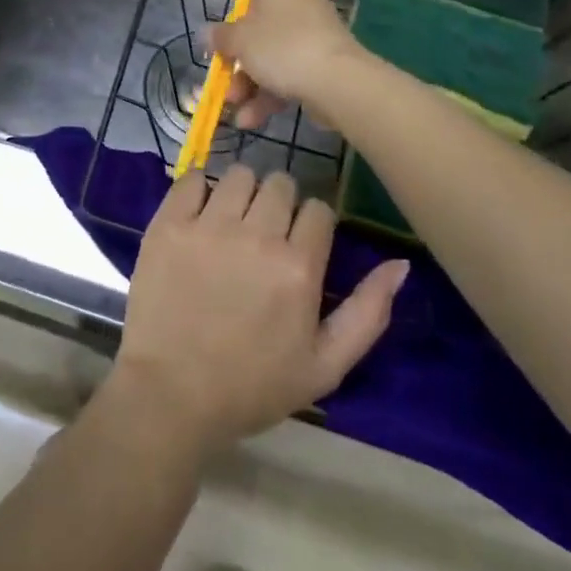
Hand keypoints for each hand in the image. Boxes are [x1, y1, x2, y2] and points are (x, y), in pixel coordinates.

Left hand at [108, 165, 408, 460]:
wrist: (171, 395)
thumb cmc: (252, 386)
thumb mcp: (325, 366)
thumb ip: (368, 313)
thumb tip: (401, 264)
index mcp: (298, 267)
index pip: (319, 209)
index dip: (313, 225)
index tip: (300, 244)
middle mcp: (257, 235)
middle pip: (280, 184)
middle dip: (280, 203)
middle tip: (265, 233)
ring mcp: (208, 225)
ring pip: (239, 175)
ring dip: (242, 192)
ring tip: (232, 222)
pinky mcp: (169, 223)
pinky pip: (191, 178)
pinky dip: (198, 189)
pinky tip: (199, 214)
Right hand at [208, 0, 364, 130]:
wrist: (337, 83)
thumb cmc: (282, 46)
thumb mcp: (239, 41)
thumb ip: (221, 37)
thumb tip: (208, 33)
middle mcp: (300, 3)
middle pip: (264, 18)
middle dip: (240, 50)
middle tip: (223, 69)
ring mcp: (314, 36)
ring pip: (274, 53)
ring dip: (249, 81)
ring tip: (233, 106)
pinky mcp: (323, 66)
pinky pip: (289, 76)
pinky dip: (269, 96)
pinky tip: (250, 120)